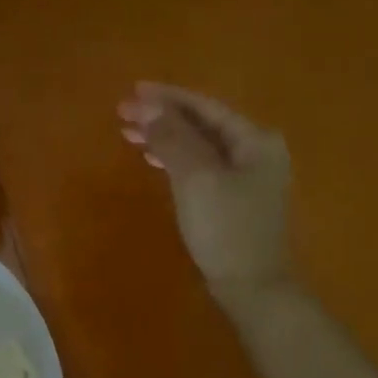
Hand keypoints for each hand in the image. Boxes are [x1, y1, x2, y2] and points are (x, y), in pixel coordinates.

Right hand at [118, 81, 291, 298]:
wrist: (251, 285)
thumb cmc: (225, 228)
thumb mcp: (195, 179)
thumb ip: (173, 139)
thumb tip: (148, 108)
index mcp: (254, 140)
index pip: (204, 107)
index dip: (167, 97)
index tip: (132, 91)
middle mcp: (255, 152)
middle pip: (202, 124)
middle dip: (162, 117)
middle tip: (122, 113)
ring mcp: (246, 176)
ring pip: (198, 145)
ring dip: (165, 137)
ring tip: (130, 133)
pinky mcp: (233, 198)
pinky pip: (199, 166)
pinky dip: (175, 158)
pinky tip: (153, 158)